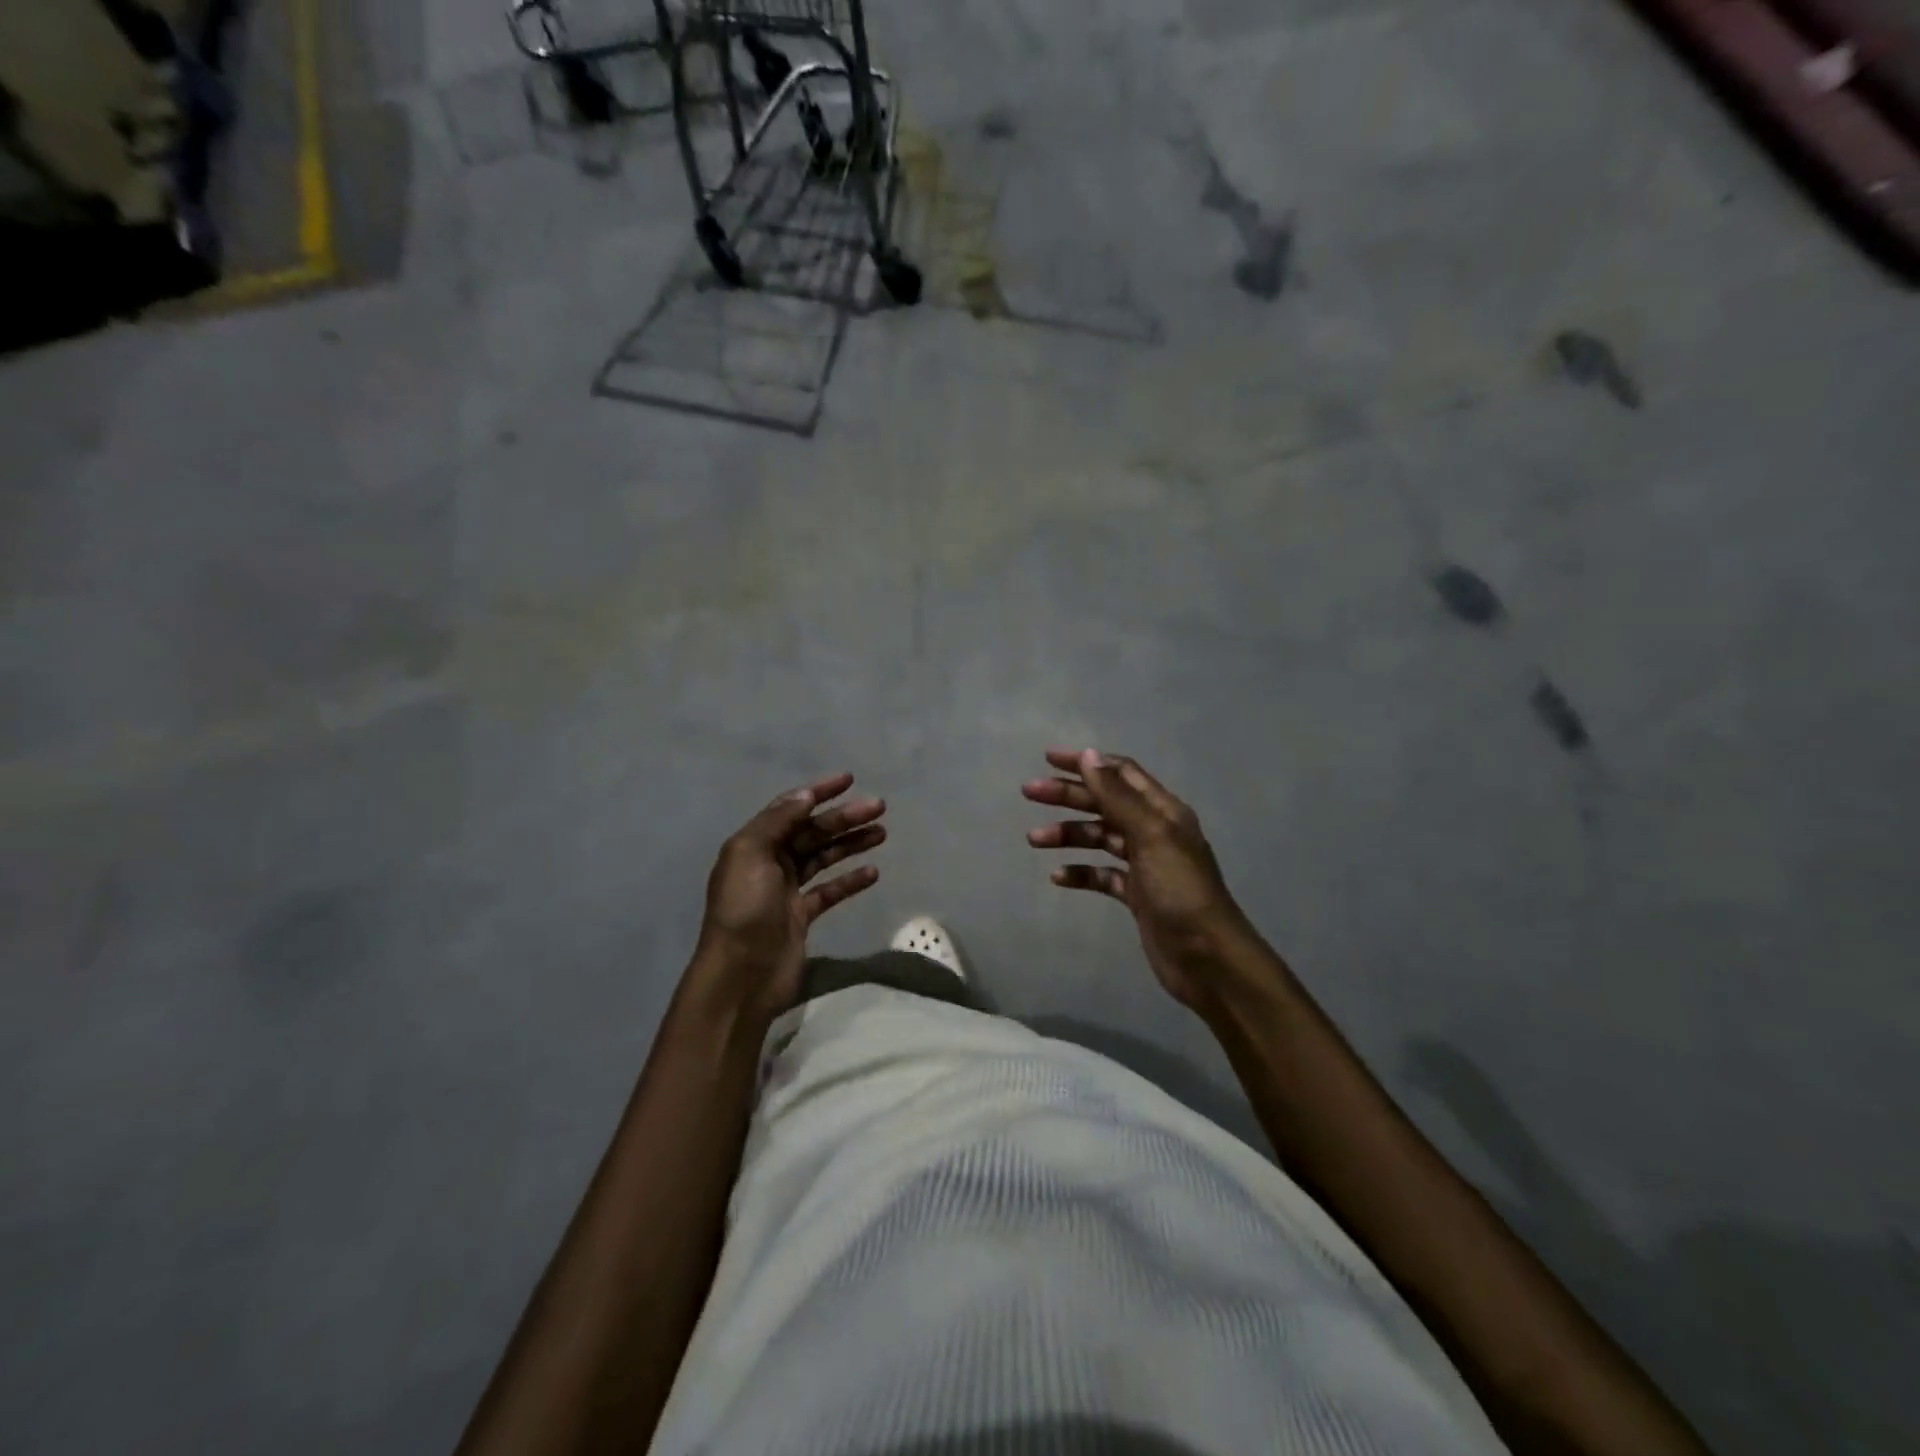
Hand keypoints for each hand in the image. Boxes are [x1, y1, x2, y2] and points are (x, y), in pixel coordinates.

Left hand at [686, 773, 885, 1029]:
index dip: (819, 792)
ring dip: (851, 844)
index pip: (791, 809)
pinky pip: (830, 891)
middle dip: (844, 818)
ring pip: (824, 858)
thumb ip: (778, 821)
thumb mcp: (751, 854)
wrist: (740, 975)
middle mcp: (769, 863)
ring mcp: (786, 891)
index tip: (849, 780)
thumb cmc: (744, 909)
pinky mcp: (802, 916)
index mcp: (754, 844)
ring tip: (882, 833)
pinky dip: (850, 880)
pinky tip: (873, 872)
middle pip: (813, 832)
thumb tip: (805, 795)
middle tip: (880, 807)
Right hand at [1024, 749, 1253, 1010]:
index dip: (1087, 763)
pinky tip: (1058, 876)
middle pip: (1105, 803)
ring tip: (1034, 839)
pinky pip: (1102, 875)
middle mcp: (1154, 831)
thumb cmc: (1180, 890)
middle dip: (1068, 796)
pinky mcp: (1136, 895)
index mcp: (1162, 811)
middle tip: (1030, 792)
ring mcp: (1145, 865)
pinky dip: (1080, 872)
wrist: (1207, 958)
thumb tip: (1088, 754)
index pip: (1121, 773)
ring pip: (1100, 838)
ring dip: (1068, 834)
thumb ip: (1117, 796)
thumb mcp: (1150, 835)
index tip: (1049, 759)